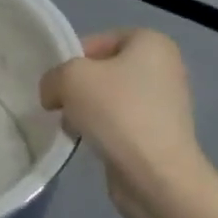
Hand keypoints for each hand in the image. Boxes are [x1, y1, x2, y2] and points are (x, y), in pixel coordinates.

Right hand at [39, 29, 201, 197]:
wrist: (156, 176)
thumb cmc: (118, 112)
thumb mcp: (70, 78)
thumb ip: (53, 77)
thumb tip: (53, 95)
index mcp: (151, 42)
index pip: (98, 41)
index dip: (71, 60)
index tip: (57, 84)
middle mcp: (164, 68)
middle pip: (103, 71)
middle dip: (78, 88)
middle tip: (60, 106)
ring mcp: (165, 103)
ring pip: (110, 99)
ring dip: (86, 111)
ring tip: (73, 129)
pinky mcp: (159, 134)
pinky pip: (120, 123)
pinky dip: (102, 131)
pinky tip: (90, 144)